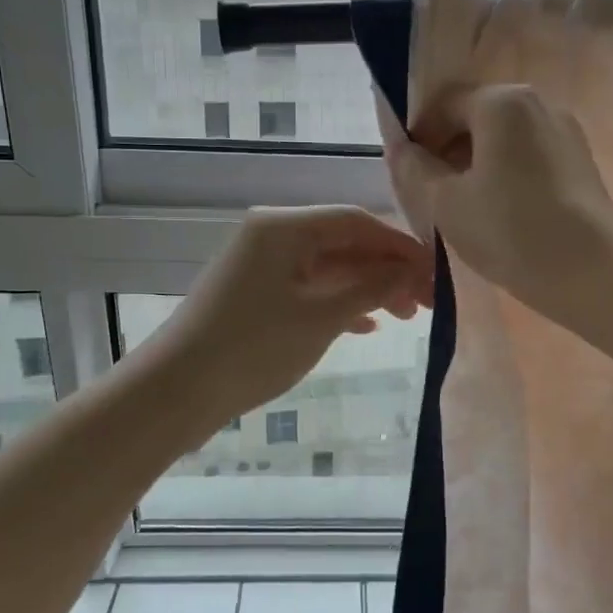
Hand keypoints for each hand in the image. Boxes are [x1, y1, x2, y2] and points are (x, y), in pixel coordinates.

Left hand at [150, 206, 431, 429]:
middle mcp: (272, 235)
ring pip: (328, 267)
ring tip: (406, 316)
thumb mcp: (321, 317)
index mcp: (284, 227)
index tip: (436, 273)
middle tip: (428, 303)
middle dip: (387, 270)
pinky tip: (365, 325)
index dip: (400, 246)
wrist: (176, 391)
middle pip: (344, 242)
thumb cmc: (253, 347)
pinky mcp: (255, 294)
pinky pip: (308, 288)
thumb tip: (411, 272)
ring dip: (367, 288)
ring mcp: (261, 265)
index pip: (356, 221)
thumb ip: (371, 289)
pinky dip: (339, 302)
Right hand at [389, 84, 612, 328]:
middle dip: (447, 151)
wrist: (595, 274)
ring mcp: (565, 132)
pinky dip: (505, 175)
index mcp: (502, 102)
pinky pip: (529, 156)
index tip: (408, 175)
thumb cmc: (511, 231)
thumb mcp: (446, 204)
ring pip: (504, 140)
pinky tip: (500, 214)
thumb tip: (400, 148)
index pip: (444, 104)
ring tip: (464, 209)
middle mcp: (538, 103)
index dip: (419, 137)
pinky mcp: (580, 162)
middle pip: (476, 118)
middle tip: (431, 195)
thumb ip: (414, 169)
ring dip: (476, 165)